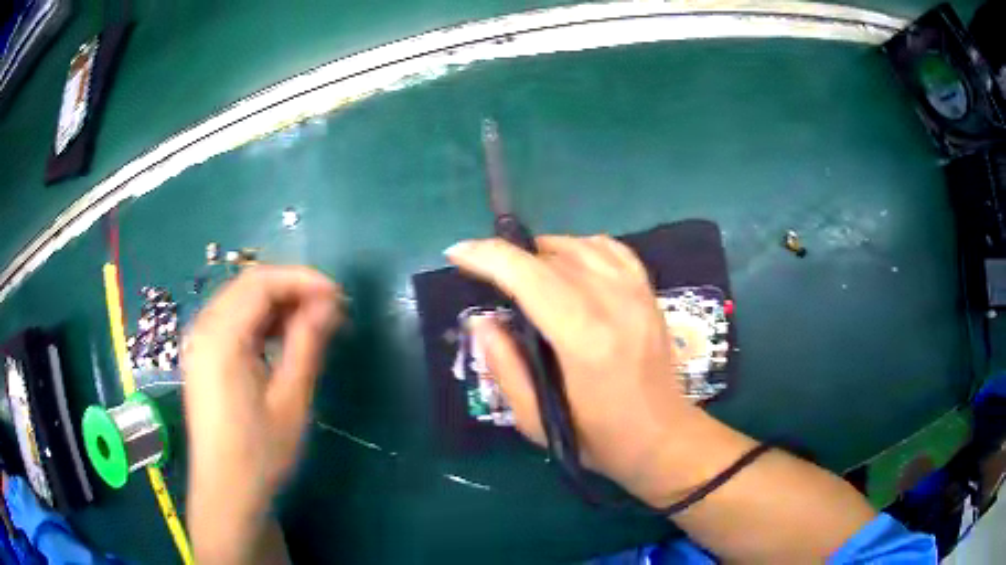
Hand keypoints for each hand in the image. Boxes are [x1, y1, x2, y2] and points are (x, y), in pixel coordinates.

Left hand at [182, 266, 341, 562]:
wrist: (227, 492)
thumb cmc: (259, 453)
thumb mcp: (290, 400)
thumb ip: (307, 343)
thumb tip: (329, 303)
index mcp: (220, 338)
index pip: (261, 283)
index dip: (302, 280)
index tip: (338, 295)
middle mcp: (203, 329)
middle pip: (248, 286)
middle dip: (291, 289)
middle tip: (329, 310)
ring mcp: (199, 342)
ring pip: (240, 301)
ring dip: (277, 304)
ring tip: (312, 324)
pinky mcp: (202, 356)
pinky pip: (232, 321)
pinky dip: (260, 321)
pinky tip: (282, 339)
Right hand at [447, 235, 722, 504]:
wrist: (662, 438)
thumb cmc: (598, 439)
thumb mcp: (537, 420)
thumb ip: (505, 367)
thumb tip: (481, 321)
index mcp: (584, 340)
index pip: (530, 278)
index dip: (489, 258)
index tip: (457, 253)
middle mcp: (614, 305)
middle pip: (551, 257)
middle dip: (508, 256)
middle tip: (485, 274)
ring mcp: (636, 294)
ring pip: (580, 246)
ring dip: (542, 251)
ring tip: (523, 272)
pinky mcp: (649, 293)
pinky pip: (612, 250)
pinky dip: (581, 248)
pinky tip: (568, 264)